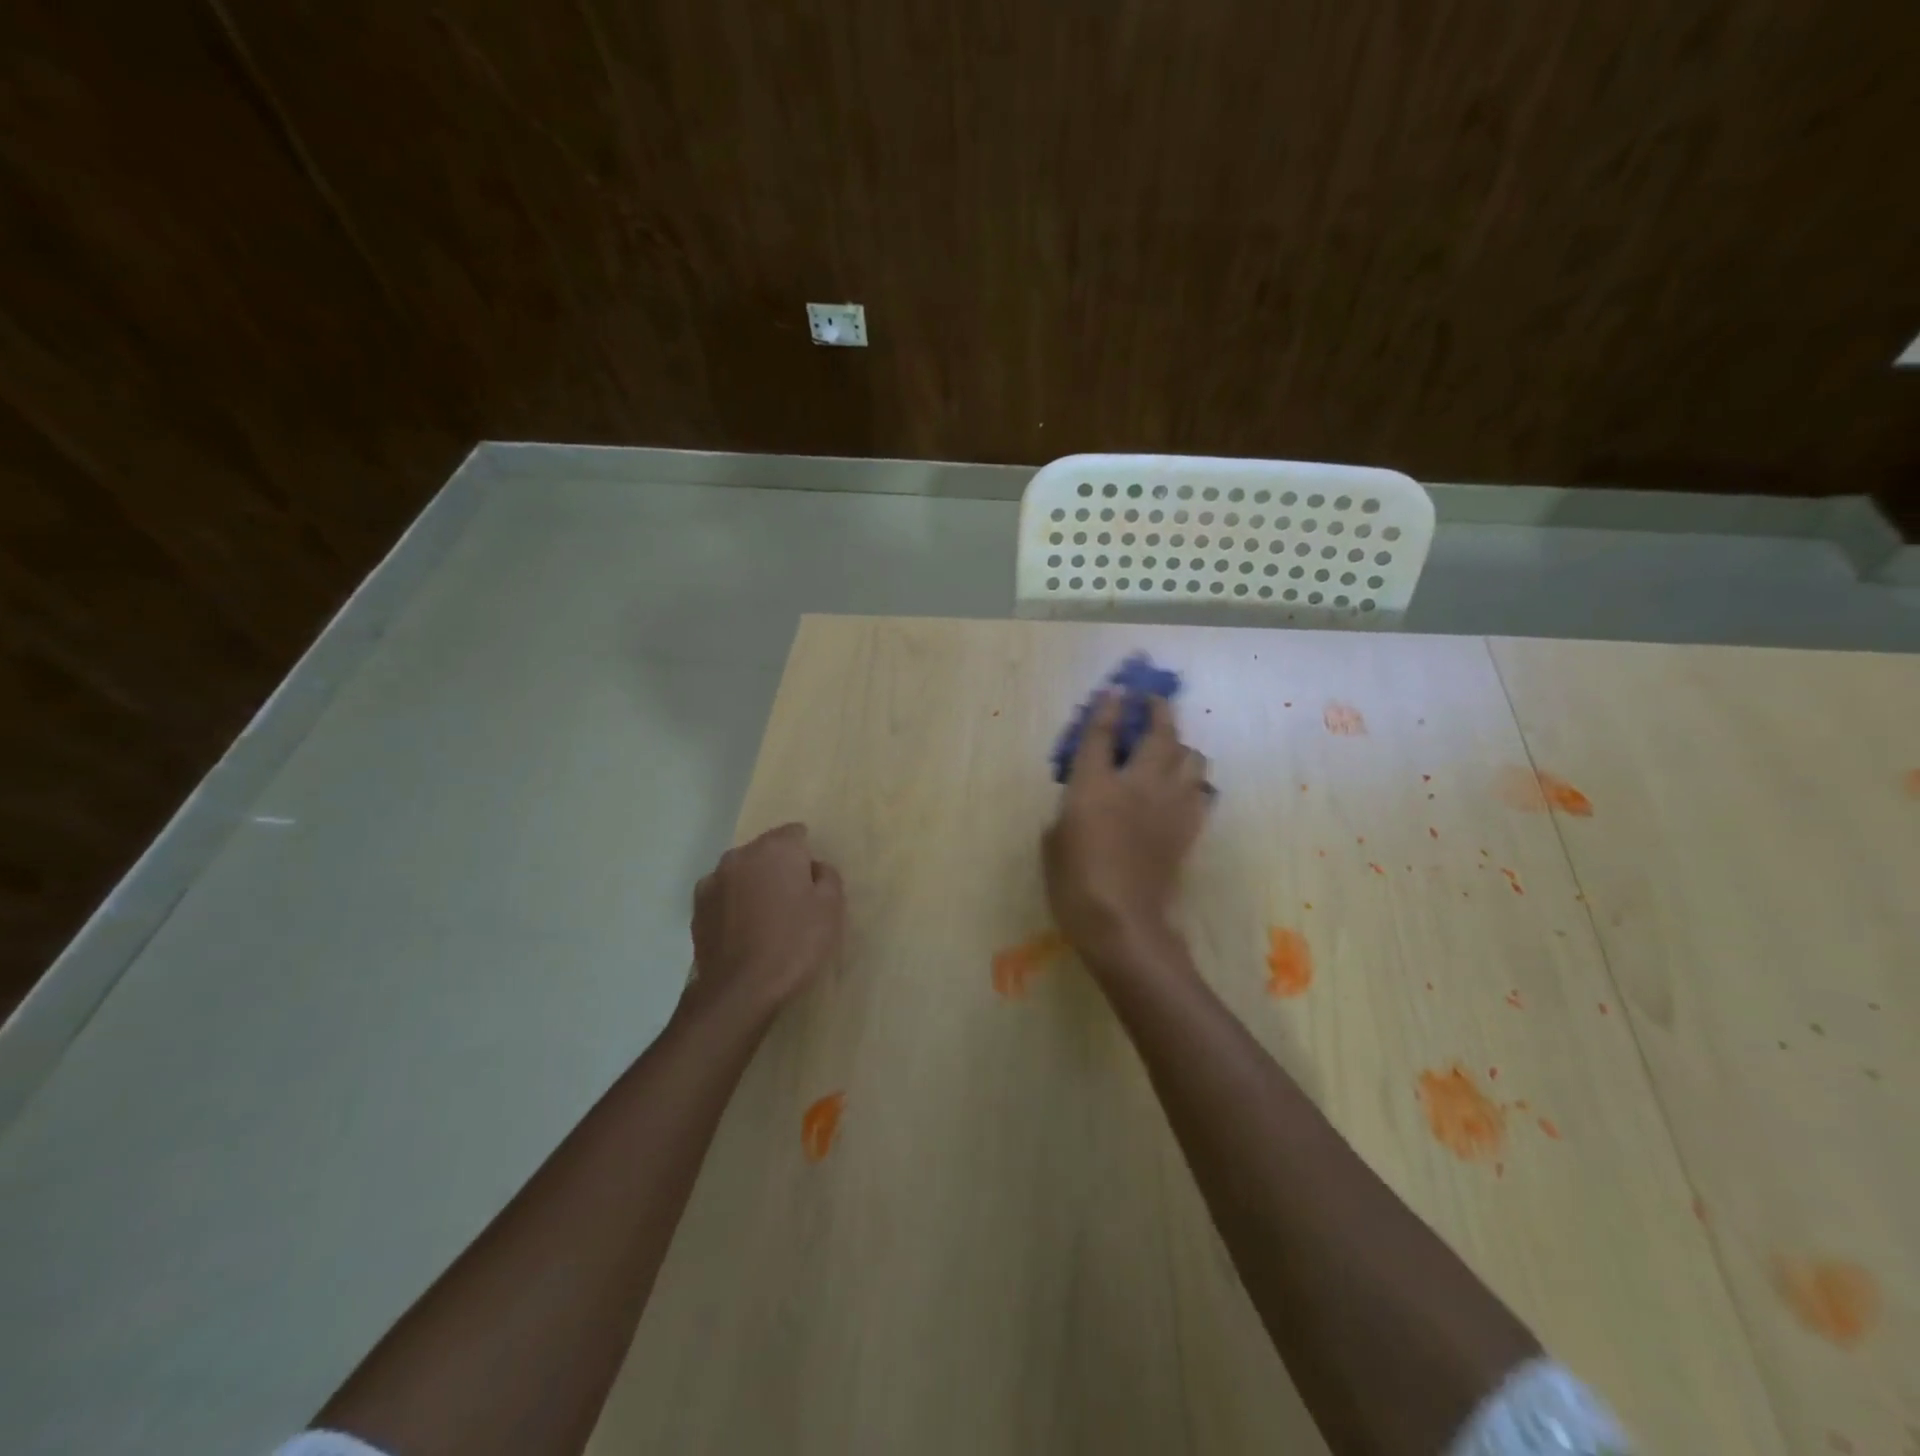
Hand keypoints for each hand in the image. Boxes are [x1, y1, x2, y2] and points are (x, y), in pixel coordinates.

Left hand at [684, 823, 844, 1027]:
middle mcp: (741, 854)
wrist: (741, 988)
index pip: (796, 833)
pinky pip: (724, 894)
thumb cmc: (794, 943)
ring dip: (754, 884)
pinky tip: (743, 929)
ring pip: (743, 871)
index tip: (812, 882)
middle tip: (793, 901)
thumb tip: (814, 868)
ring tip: (765, 918)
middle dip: (780, 867)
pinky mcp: (698, 906)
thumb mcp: (831, 908)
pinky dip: (734, 903)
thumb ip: (827, 875)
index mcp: (777, 848)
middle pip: (767, 850)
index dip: (807, 855)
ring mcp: (714, 879)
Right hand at [1043, 693, 1212, 967]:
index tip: (1116, 691)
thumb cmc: (1074, 884)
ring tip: (1169, 747)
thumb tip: (1083, 800)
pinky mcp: (1188, 828)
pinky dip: (1192, 780)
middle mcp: (1137, 785)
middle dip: (1157, 710)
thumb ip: (1069, 809)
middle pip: (1159, 734)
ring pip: (1190, 757)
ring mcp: (1169, 805)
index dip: (1109, 707)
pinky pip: (1201, 790)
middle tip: (1151, 701)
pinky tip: (1182, 785)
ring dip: (1180, 745)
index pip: (1103, 734)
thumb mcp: (1054, 841)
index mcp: (1095, 786)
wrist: (1122, 923)